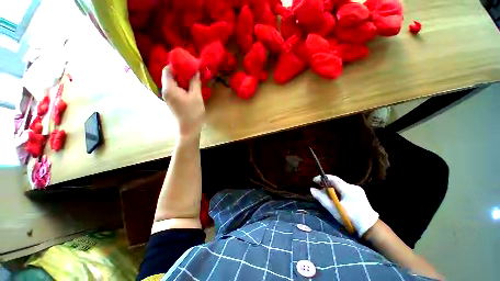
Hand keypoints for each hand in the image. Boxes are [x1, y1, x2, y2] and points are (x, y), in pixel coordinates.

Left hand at [162, 66, 204, 138]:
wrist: (189, 129)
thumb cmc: (193, 113)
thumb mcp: (196, 96)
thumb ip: (195, 82)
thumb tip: (195, 70)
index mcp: (169, 88)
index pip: (167, 70)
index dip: (176, 65)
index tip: (188, 64)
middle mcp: (166, 91)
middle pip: (170, 76)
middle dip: (181, 72)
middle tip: (193, 71)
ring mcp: (168, 97)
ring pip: (174, 83)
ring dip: (183, 79)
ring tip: (194, 79)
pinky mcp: (173, 101)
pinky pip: (176, 90)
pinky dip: (183, 86)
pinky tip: (191, 88)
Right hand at [310, 174, 378, 236]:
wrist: (370, 228)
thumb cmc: (350, 219)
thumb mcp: (334, 209)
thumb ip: (322, 198)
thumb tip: (312, 189)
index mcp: (348, 189)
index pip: (332, 178)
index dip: (322, 178)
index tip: (314, 181)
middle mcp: (353, 186)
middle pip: (336, 181)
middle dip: (326, 183)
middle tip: (317, 186)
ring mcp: (357, 189)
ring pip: (340, 185)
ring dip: (331, 187)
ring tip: (324, 193)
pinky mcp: (359, 193)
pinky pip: (344, 188)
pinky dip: (337, 190)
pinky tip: (334, 196)